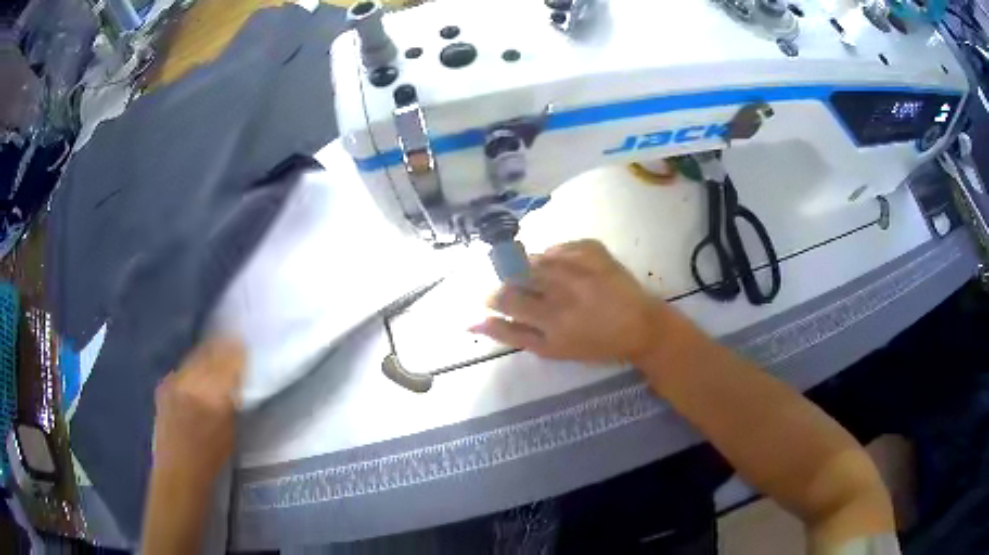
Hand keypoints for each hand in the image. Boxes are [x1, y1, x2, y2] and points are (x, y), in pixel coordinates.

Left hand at [153, 336, 244, 479]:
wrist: (177, 471)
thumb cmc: (210, 459)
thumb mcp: (230, 431)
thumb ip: (231, 402)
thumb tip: (235, 380)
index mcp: (212, 398)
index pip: (227, 365)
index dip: (237, 354)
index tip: (245, 347)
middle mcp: (191, 384)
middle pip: (209, 356)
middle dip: (222, 349)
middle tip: (234, 344)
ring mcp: (174, 384)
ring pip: (194, 358)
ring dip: (207, 354)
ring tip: (217, 351)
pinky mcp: (163, 387)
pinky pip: (182, 368)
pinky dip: (192, 366)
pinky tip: (197, 370)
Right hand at [471, 240, 672, 364]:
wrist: (640, 325)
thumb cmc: (594, 344)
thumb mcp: (551, 349)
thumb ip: (511, 335)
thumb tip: (472, 324)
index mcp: (552, 318)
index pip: (505, 299)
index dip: (493, 297)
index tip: (492, 298)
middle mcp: (564, 288)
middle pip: (518, 274)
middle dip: (512, 281)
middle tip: (523, 291)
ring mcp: (580, 264)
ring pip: (536, 257)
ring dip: (533, 268)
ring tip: (546, 282)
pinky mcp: (593, 248)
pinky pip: (560, 246)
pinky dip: (555, 256)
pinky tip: (564, 270)